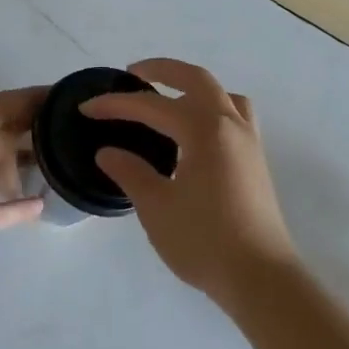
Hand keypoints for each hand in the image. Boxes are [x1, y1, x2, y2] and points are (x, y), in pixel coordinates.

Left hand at [0, 86, 45, 307]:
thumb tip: (22, 131)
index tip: (66, 96)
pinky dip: (19, 204)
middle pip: (0, 133)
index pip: (0, 105)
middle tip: (70, 130)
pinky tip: (42, 204)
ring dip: (26, 163)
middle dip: (31, 126)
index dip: (31, 98)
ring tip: (61, 164)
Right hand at [81, 59, 297, 310]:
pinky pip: (235, 115)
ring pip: (223, 95)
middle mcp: (230, 125)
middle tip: (133, 74)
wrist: (260, 278)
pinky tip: (196, 133)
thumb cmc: (204, 241)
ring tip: (169, 99)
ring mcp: (249, 142)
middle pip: (197, 80)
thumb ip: (130, 172)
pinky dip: (213, 107)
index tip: (87, 107)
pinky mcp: (256, 161)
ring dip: (194, 87)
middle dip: (163, 70)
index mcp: (204, 130)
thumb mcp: (156, 207)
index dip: (116, 105)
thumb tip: (108, 152)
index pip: (152, 106)